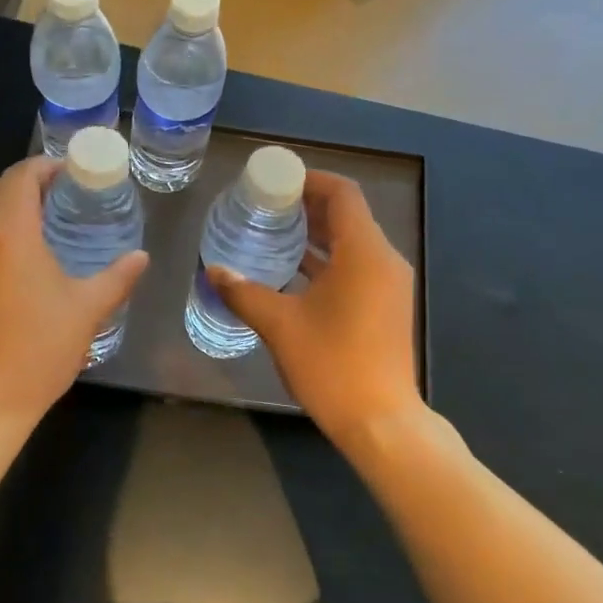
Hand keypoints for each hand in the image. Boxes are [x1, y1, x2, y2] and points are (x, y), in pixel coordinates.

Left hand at [0, 156, 148, 432]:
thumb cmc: (36, 352)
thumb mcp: (86, 312)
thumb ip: (117, 277)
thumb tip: (141, 257)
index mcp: (8, 233)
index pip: (22, 176)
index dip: (47, 167)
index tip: (73, 174)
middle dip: (29, 183)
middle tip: (64, 197)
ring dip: (8, 205)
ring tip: (44, 222)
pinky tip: (18, 254)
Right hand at [209, 171, 420, 443]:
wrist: (381, 422)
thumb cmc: (332, 365)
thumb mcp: (280, 325)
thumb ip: (244, 293)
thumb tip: (213, 271)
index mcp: (364, 253)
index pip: (343, 194)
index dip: (310, 180)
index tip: (275, 181)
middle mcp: (383, 260)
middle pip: (348, 216)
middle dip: (308, 206)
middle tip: (265, 206)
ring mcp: (389, 285)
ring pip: (352, 243)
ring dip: (317, 235)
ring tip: (274, 233)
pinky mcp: (386, 306)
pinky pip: (356, 267)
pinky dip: (328, 261)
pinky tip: (293, 272)